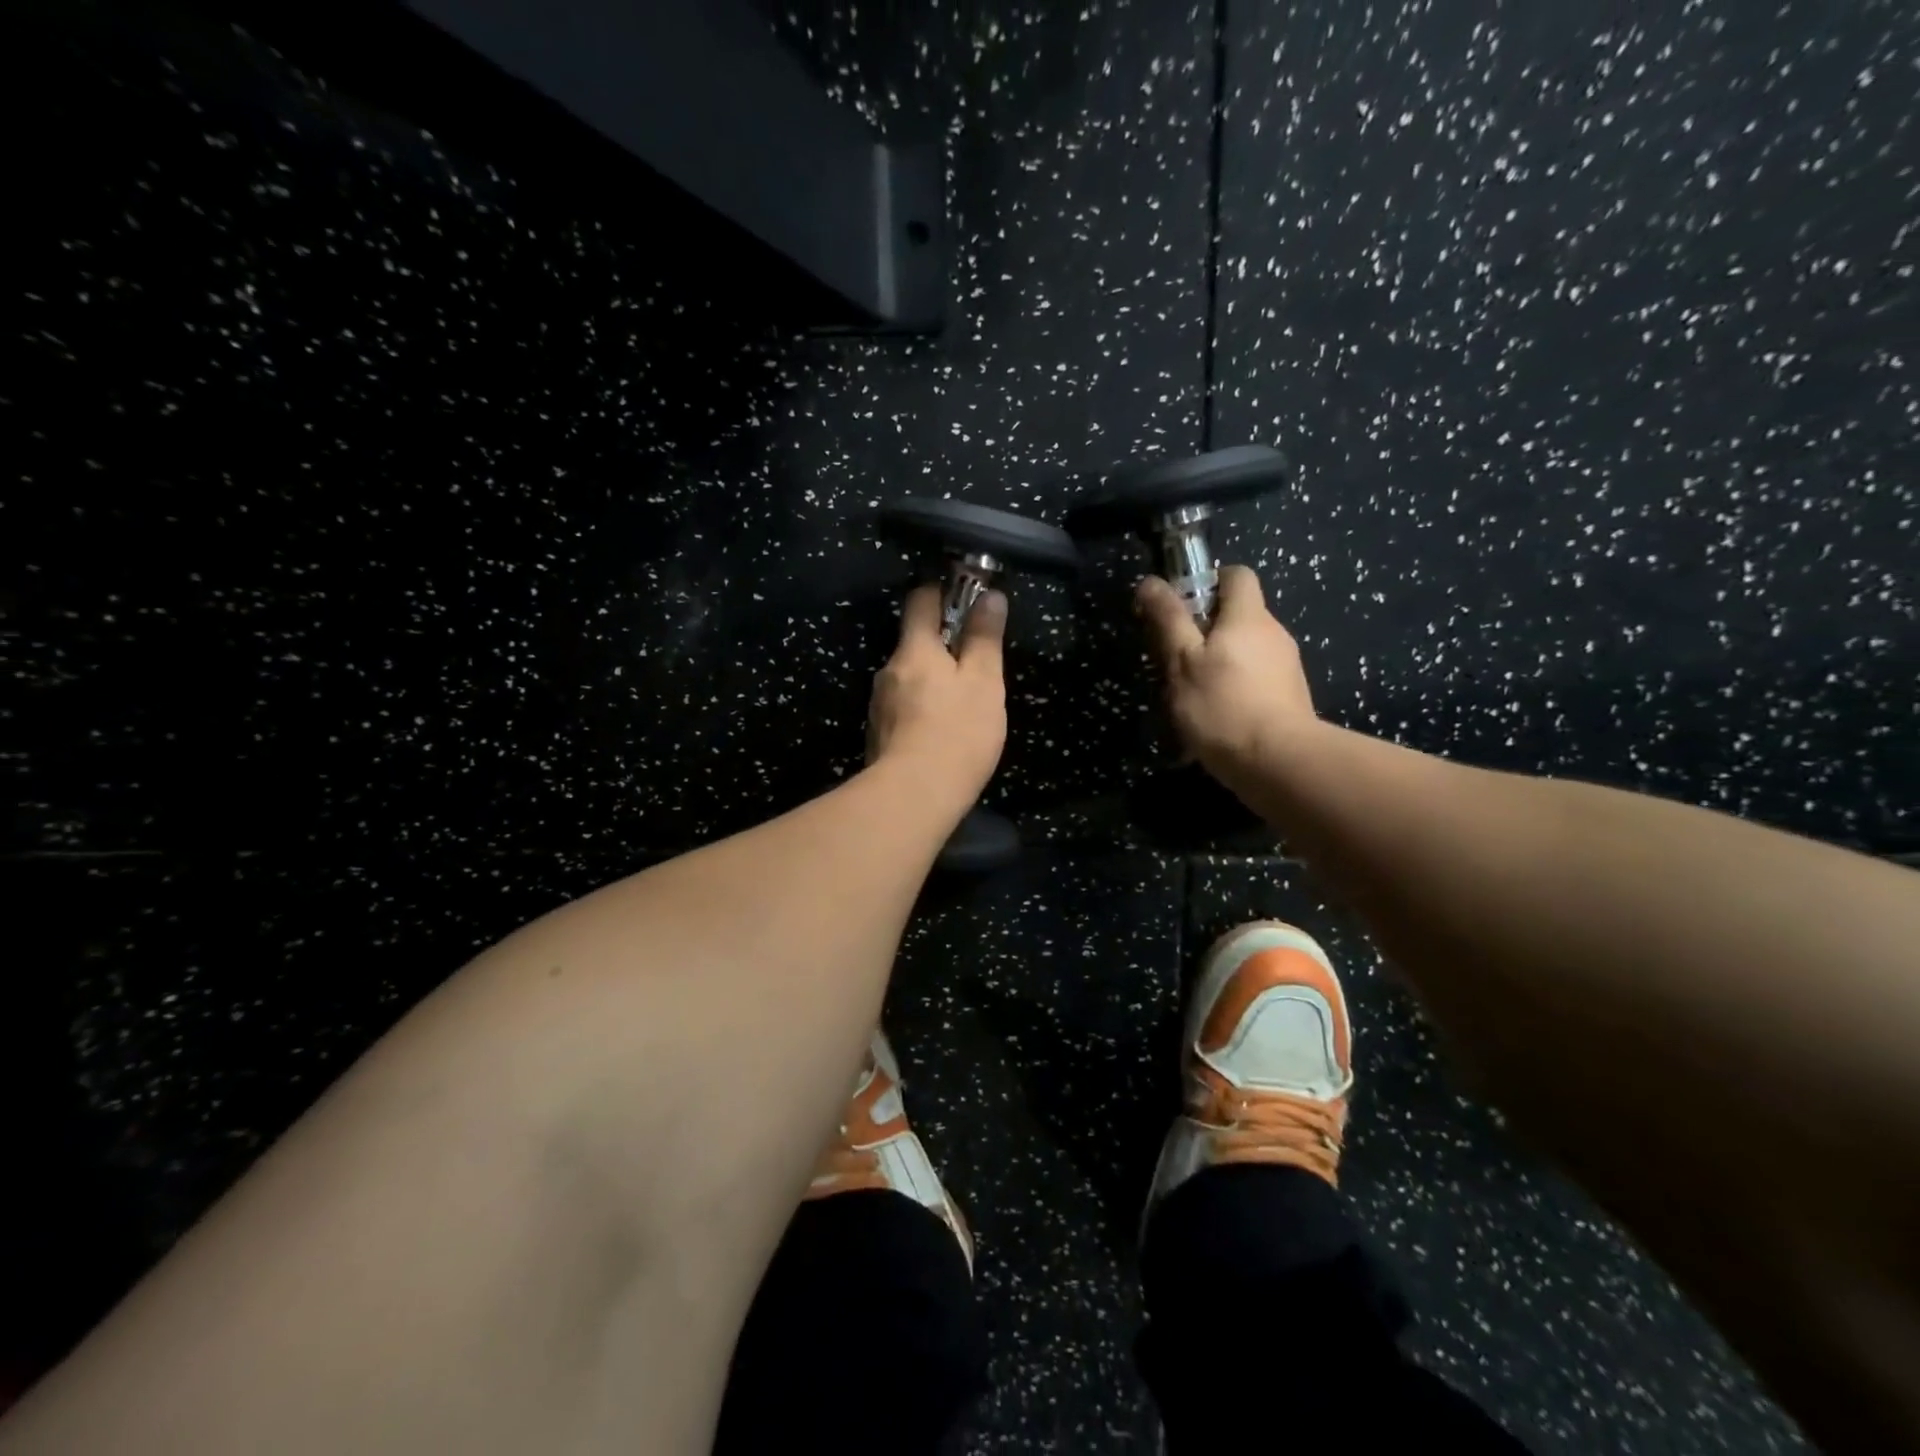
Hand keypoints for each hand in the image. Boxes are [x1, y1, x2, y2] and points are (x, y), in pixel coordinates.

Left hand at [866, 583, 1007, 802]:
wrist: (913, 797)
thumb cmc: (958, 733)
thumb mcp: (984, 682)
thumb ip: (985, 638)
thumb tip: (990, 596)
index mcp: (914, 649)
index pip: (920, 599)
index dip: (944, 592)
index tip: (969, 600)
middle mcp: (889, 670)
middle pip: (914, 641)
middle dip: (943, 644)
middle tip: (976, 663)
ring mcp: (879, 704)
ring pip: (909, 677)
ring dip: (933, 679)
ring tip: (963, 704)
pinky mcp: (879, 734)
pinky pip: (904, 707)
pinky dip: (922, 707)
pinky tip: (942, 731)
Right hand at [1135, 565, 1318, 779]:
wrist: (1279, 763)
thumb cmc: (1222, 706)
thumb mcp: (1182, 661)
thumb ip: (1168, 620)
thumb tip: (1151, 582)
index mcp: (1248, 616)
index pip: (1236, 575)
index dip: (1208, 583)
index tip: (1182, 609)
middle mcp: (1274, 633)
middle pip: (1239, 615)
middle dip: (1207, 630)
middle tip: (1176, 659)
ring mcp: (1286, 666)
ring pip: (1246, 649)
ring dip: (1220, 662)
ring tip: (1193, 694)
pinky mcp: (1290, 697)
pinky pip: (1256, 678)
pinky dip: (1235, 687)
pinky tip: (1217, 716)